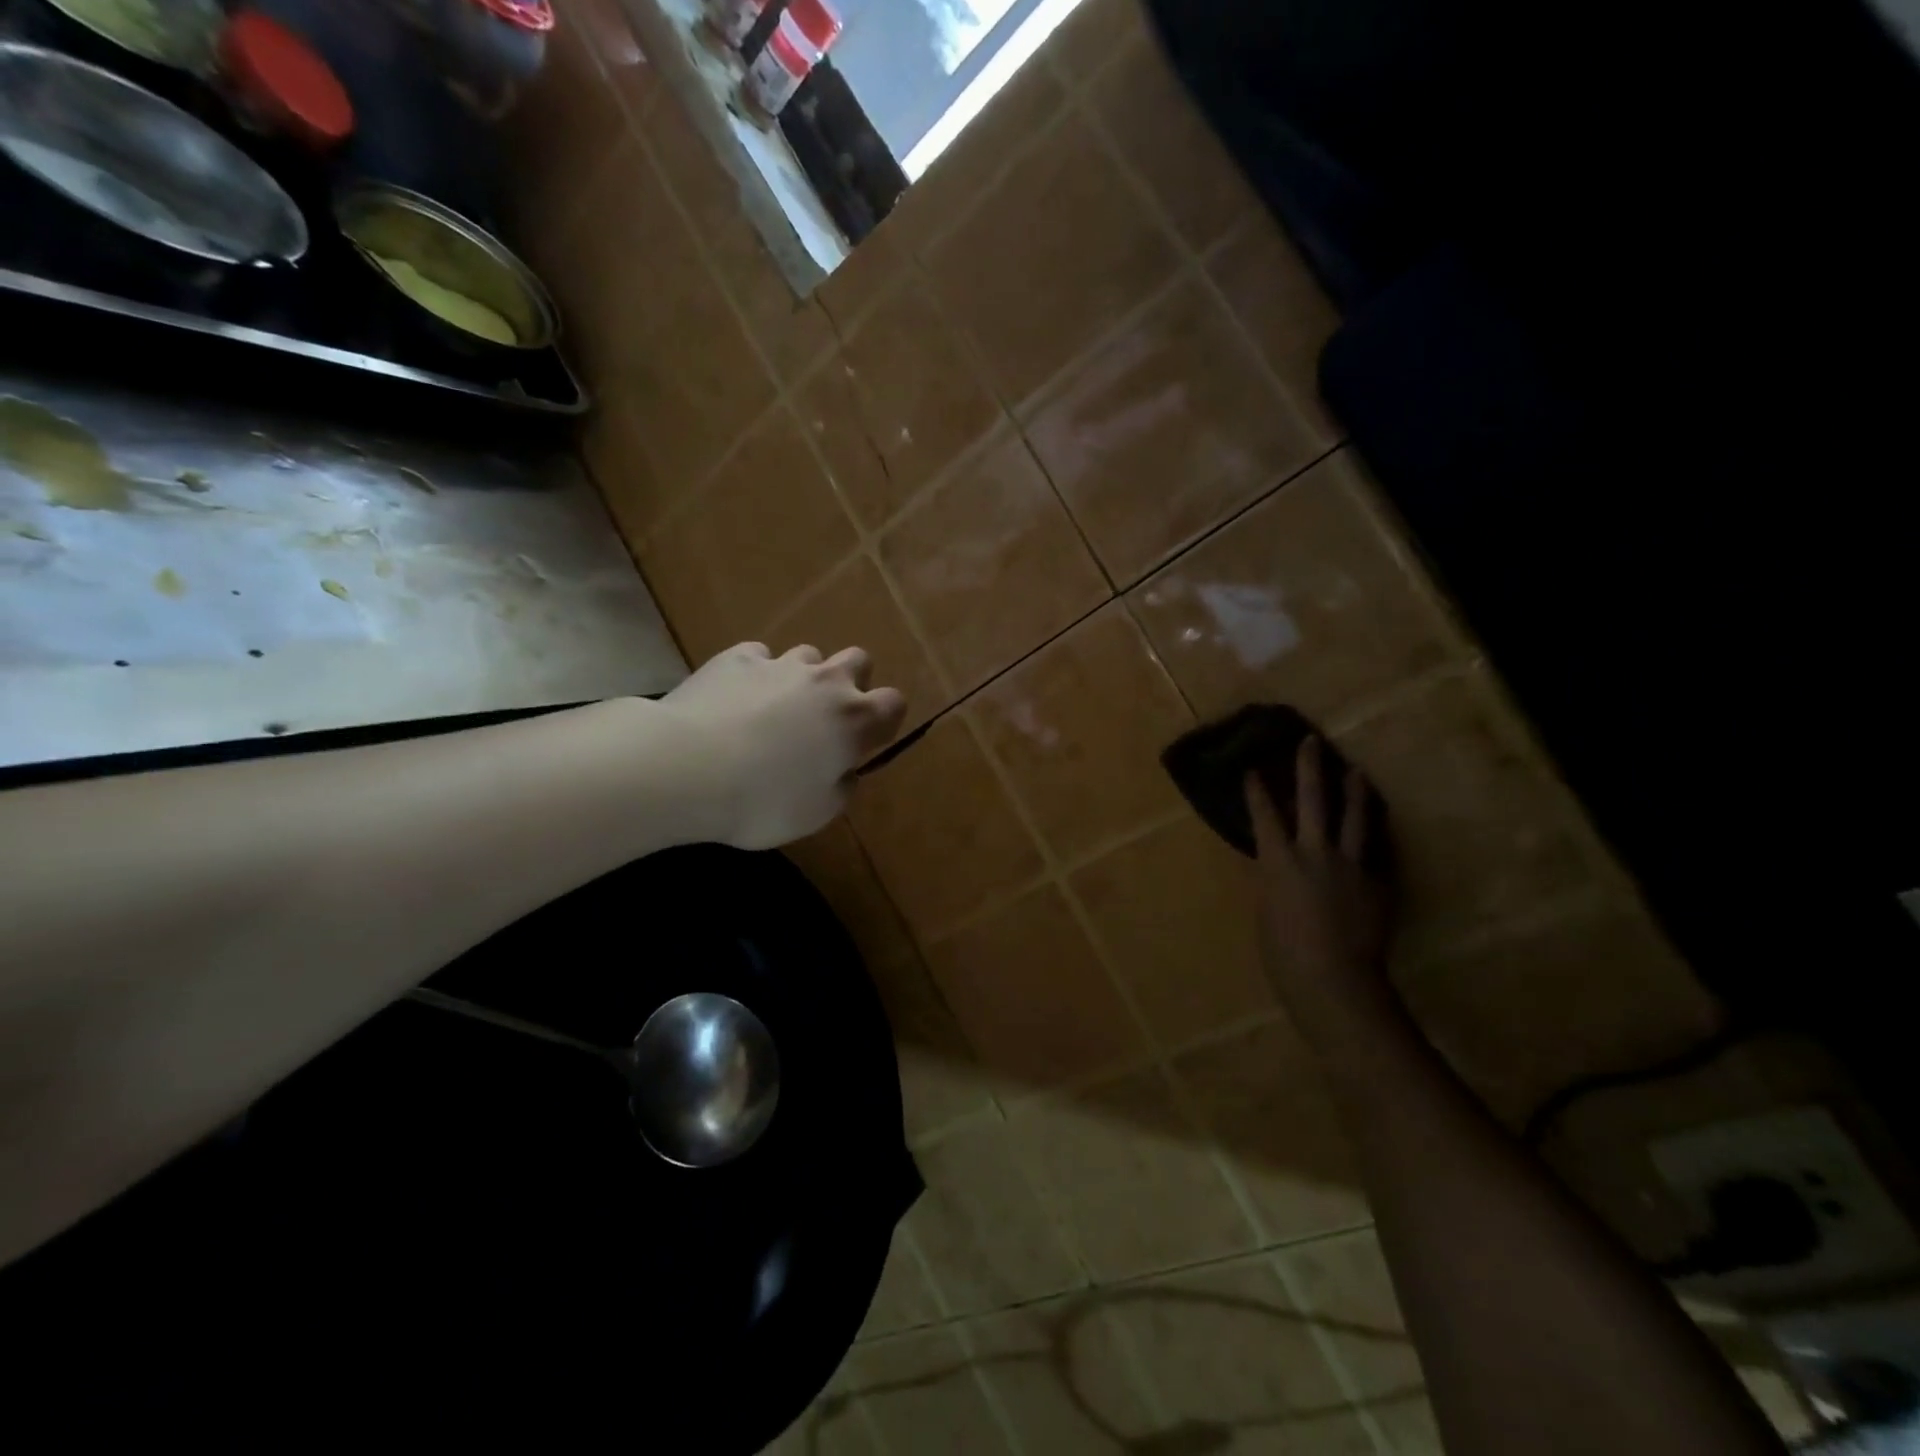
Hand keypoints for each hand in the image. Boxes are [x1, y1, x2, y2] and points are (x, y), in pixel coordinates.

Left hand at [662, 642, 906, 849]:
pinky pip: (758, 656)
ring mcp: (780, 665)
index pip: (893, 703)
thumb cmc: (762, 800)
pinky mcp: (737, 658)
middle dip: (851, 681)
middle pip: (858, 660)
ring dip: (802, 677)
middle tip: (826, 714)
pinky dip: (755, 674)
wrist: (687, 768)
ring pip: (808, 654)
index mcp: (853, 720)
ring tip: (776, 706)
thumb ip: (841, 787)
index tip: (866, 740)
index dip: (884, 719)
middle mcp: (824, 682)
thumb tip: (844, 771)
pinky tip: (736, 697)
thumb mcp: (816, 813)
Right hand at [1247, 736, 1397, 1046]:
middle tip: (1312, 742)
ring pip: (1355, 818)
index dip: (1257, 791)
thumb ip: (1275, 878)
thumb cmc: (1283, 952)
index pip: (1264, 815)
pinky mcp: (1378, 883)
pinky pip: (1377, 852)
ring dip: (1354, 792)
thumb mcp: (1267, 908)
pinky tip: (1378, 828)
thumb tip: (1281, 863)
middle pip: (1313, 800)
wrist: (1333, 978)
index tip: (1254, 769)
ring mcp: (1352, 866)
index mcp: (1279, 860)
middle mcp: (1315, 852)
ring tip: (1357, 773)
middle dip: (1310, 768)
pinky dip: (1376, 836)